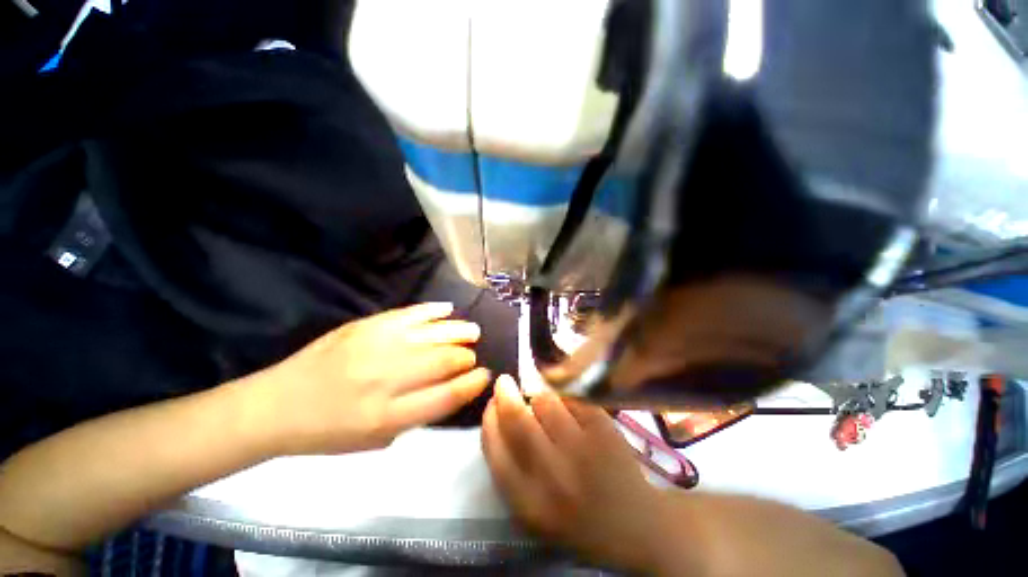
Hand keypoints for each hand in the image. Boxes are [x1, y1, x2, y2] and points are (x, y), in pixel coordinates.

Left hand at [250, 302, 489, 454]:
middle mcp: (386, 378)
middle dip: (466, 356)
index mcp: (388, 416)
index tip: (485, 375)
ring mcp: (376, 346)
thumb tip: (451, 388)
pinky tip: (449, 310)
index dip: (472, 383)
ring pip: (433, 334)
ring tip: (473, 332)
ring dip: (458, 331)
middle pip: (443, 361)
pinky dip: (433, 311)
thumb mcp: (376, 440)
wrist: (277, 405)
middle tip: (473, 355)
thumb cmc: (328, 432)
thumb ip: (416, 415)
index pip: (447, 396)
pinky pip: (410, 313)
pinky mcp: (366, 325)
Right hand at [481, 375, 666, 572]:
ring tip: (545, 404)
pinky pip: (571, 399)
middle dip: (505, 394)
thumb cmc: (577, 517)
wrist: (635, 526)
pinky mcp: (603, 431)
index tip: (491, 404)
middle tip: (505, 383)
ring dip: (539, 398)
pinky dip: (564, 398)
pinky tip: (569, 407)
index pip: (494, 448)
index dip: (489, 418)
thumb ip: (511, 468)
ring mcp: (581, 450)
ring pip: (545, 402)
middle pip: (517, 419)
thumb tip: (498, 415)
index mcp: (528, 502)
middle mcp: (552, 476)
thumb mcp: (533, 508)